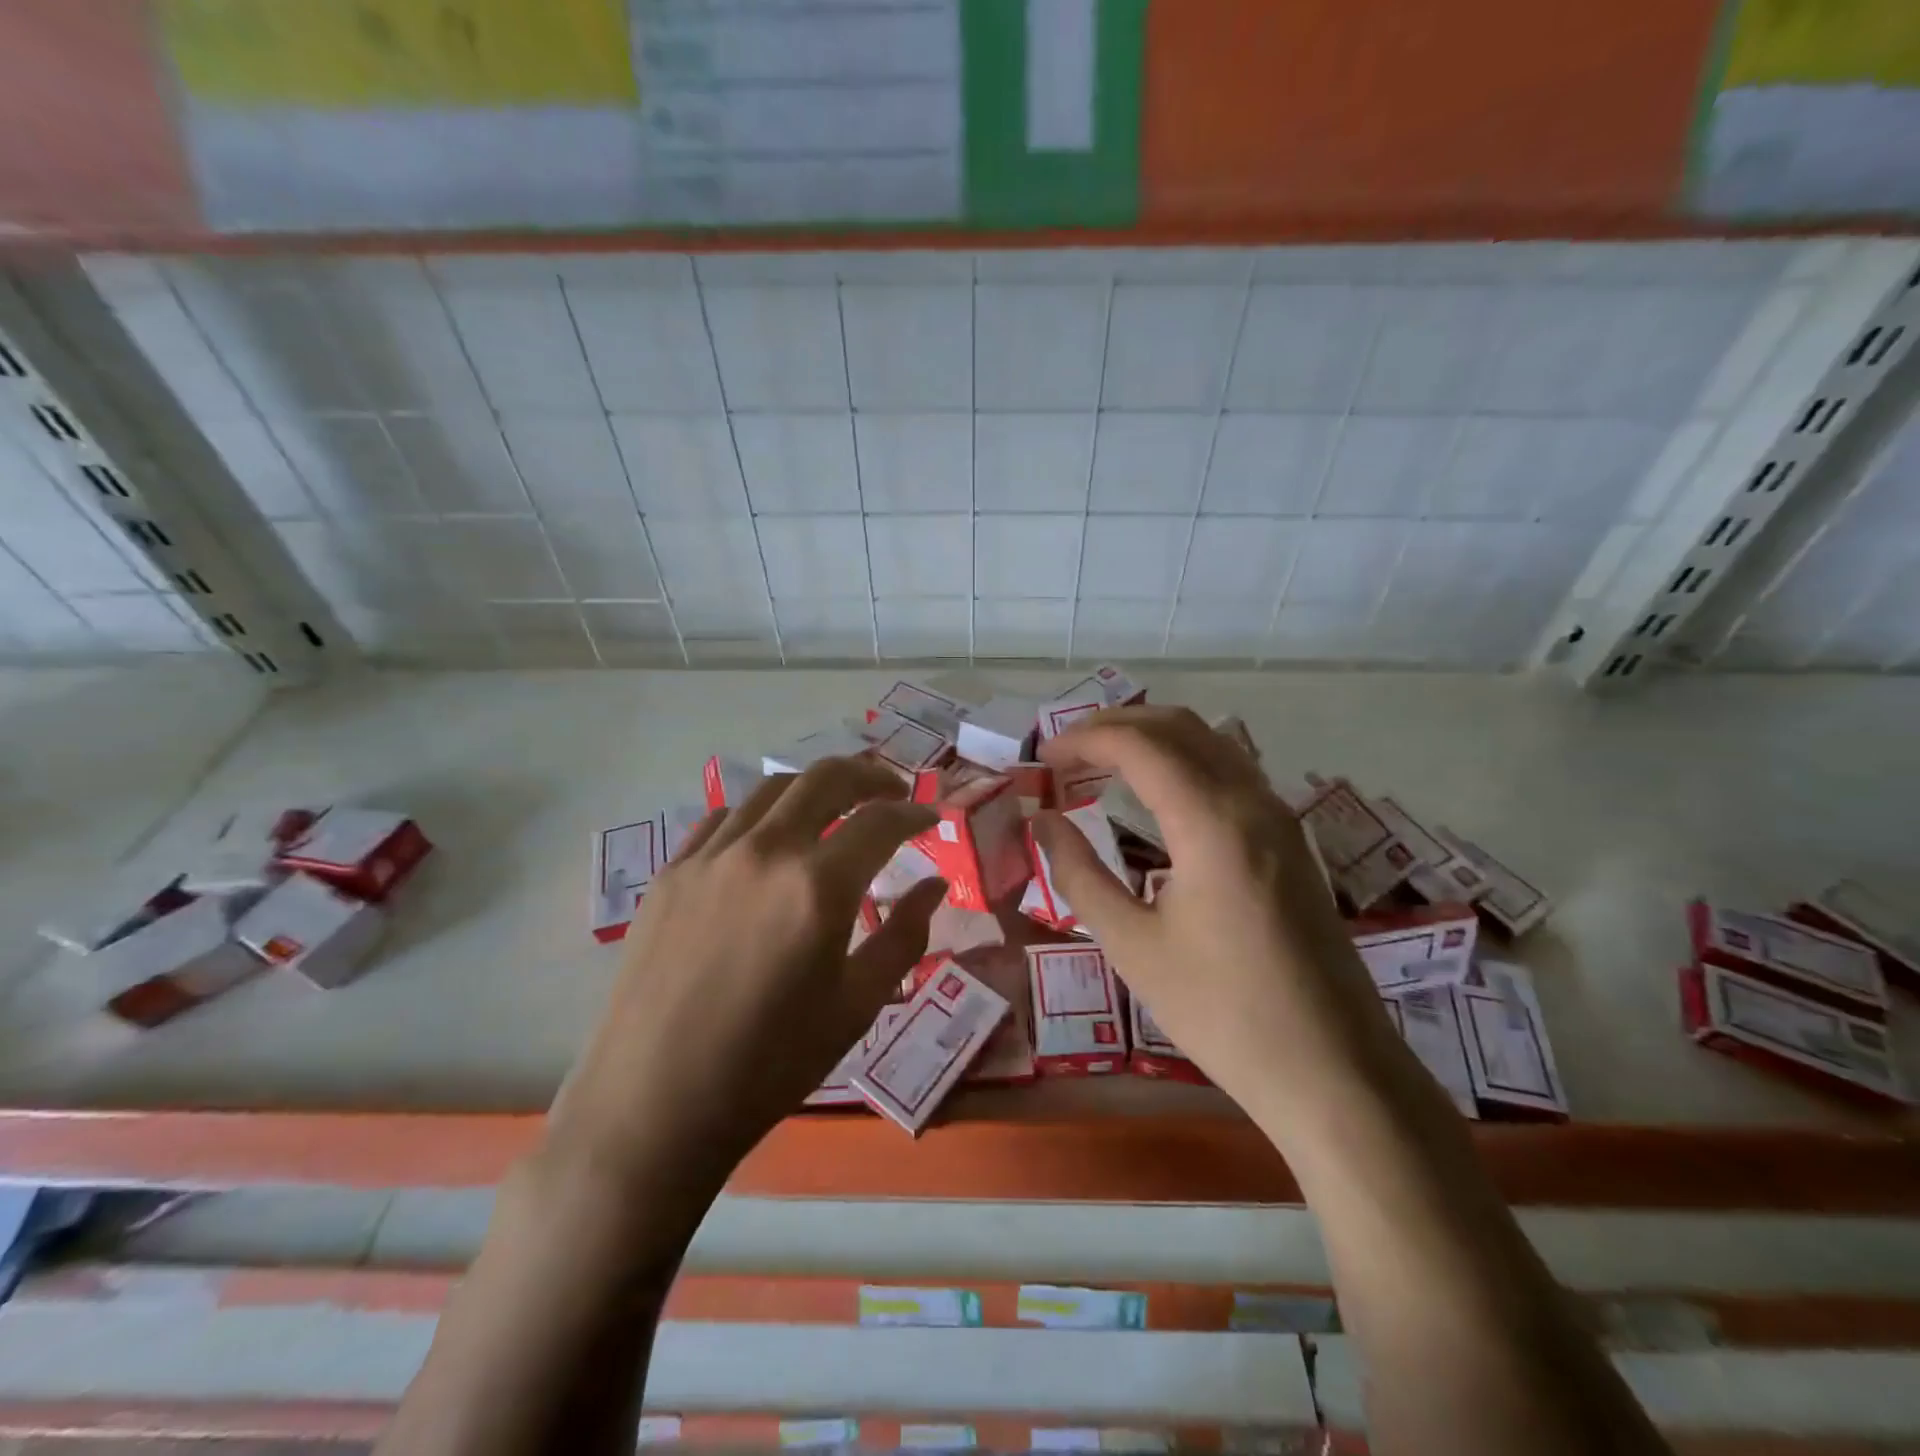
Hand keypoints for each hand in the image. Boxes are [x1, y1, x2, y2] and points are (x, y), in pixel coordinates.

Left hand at [545, 758, 946, 1202]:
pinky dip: (760, 813)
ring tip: (835, 809)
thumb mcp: (856, 1006)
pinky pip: (723, 818)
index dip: (915, 813)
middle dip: (870, 776)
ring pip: (773, 789)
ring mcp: (710, 856)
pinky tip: (767, 840)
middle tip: (892, 792)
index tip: (932, 818)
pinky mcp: (671, 872)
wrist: (654, 1105)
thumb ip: (904, 936)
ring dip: (815, 789)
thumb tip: (934, 886)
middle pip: (827, 779)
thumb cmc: (770, 1064)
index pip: (881, 821)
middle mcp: (765, 851)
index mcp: (818, 886)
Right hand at [1032, 707, 1387, 1116]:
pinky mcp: (1290, 840)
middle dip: (1114, 726)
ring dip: (1151, 738)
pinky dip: (1183, 760)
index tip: (1040, 758)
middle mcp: (1251, 801)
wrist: (1333, 1072)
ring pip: (1210, 741)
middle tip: (1064, 752)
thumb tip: (1044, 822)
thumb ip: (1080, 874)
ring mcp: (1278, 817)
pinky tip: (1157, 794)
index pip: (1138, 745)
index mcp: (1211, 822)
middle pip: (1177, 726)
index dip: (1082, 740)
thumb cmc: (1222, 1012)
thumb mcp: (1134, 946)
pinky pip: (1230, 771)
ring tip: (1100, 762)